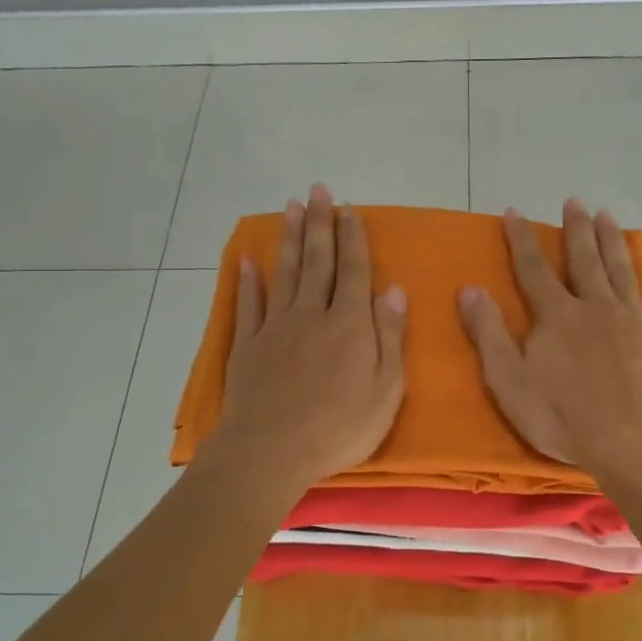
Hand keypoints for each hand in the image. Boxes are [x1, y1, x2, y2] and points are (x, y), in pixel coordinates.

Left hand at [209, 184, 407, 497]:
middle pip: (318, 261)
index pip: (354, 271)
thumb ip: (389, 336)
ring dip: (289, 239)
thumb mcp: (385, 389)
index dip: (353, 238)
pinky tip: (247, 262)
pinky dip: (248, 282)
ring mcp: (276, 328)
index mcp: (349, 324)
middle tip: (319, 190)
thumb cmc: (339, 426)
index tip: (349, 209)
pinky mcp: (248, 346)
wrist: (271, 450)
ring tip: (290, 207)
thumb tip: (394, 290)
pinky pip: (250, 306)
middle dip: (320, 223)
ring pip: (285, 273)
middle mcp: (312, 314)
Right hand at [459, 200, 641, 465]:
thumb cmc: (561, 417)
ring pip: (624, 272)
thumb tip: (469, 289)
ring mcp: (637, 321)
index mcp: (557, 316)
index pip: (534, 269)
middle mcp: (597, 307)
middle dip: (576, 230)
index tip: (515, 212)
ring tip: (609, 216)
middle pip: (584, 261)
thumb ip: (489, 333)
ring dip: (615, 243)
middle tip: (575, 202)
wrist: (630, 443)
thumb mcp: (508, 380)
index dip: (522, 240)